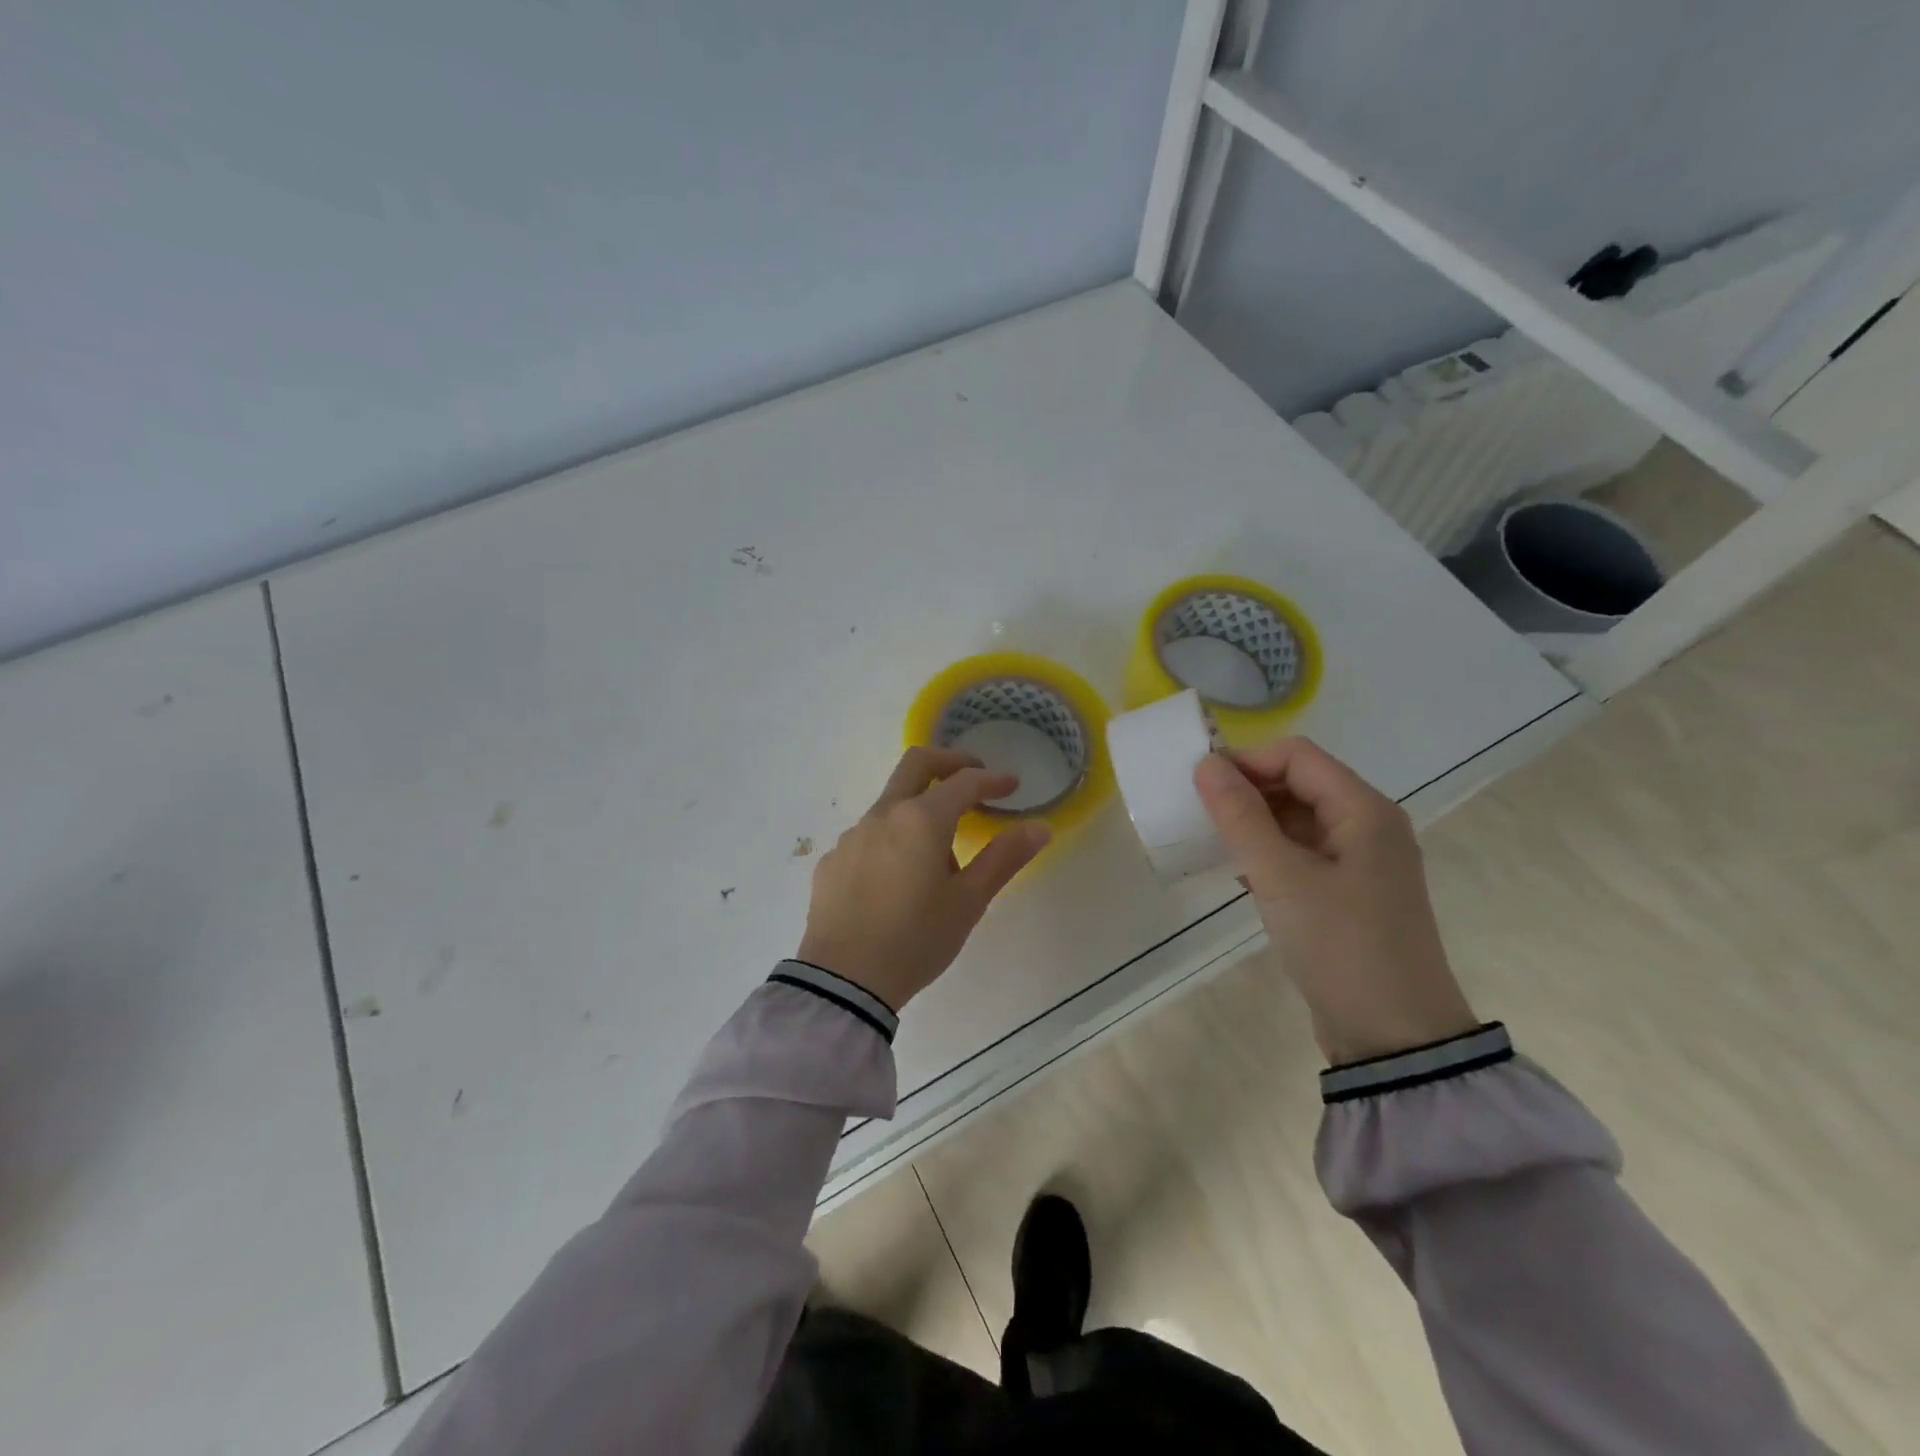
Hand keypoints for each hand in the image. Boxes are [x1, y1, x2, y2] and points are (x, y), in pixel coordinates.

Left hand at [797, 747, 1049, 1011]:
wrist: (843, 980)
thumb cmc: (915, 940)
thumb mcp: (968, 902)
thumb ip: (1003, 858)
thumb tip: (1039, 827)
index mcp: (921, 819)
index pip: (964, 782)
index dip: (992, 780)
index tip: (1012, 786)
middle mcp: (883, 815)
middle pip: (917, 764)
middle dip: (950, 762)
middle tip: (975, 777)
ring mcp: (852, 836)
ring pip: (891, 803)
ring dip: (920, 809)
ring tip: (939, 855)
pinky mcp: (833, 860)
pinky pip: (869, 835)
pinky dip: (892, 838)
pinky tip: (897, 878)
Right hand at [1193, 738, 1477, 1063]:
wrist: (1395, 1037)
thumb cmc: (1339, 945)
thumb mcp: (1280, 877)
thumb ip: (1241, 816)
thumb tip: (1206, 764)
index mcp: (1364, 810)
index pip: (1297, 756)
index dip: (1246, 760)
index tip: (1199, 784)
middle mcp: (1368, 826)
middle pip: (1299, 783)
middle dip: (1248, 791)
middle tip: (1200, 814)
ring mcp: (1362, 861)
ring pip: (1299, 819)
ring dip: (1255, 823)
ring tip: (1214, 842)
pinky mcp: (1351, 893)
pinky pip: (1303, 853)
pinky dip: (1269, 853)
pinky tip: (1241, 873)